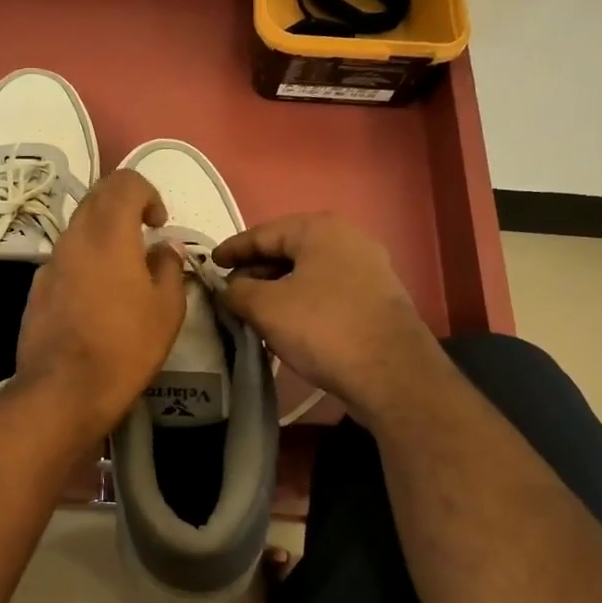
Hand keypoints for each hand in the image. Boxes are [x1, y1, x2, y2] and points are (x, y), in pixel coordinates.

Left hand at [16, 169, 186, 439]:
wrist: (63, 389)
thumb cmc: (125, 346)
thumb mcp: (167, 309)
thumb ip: (169, 267)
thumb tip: (164, 248)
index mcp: (108, 233)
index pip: (124, 182)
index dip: (147, 192)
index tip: (159, 222)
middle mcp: (74, 237)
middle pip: (96, 197)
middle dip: (124, 204)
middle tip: (144, 233)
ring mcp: (50, 262)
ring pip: (78, 227)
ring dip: (103, 232)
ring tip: (124, 267)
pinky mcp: (37, 287)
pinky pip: (65, 257)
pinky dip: (85, 259)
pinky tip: (97, 295)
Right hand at [215, 212, 438, 428]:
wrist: (391, 373)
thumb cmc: (322, 328)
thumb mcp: (265, 307)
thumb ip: (237, 291)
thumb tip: (229, 288)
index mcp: (319, 229)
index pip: (262, 233)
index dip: (232, 249)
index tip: (210, 264)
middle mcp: (348, 239)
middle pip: (288, 250)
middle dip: (256, 270)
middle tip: (230, 292)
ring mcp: (368, 268)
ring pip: (308, 272)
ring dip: (278, 288)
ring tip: (253, 309)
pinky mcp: (377, 298)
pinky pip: (327, 290)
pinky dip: (301, 300)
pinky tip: (286, 322)